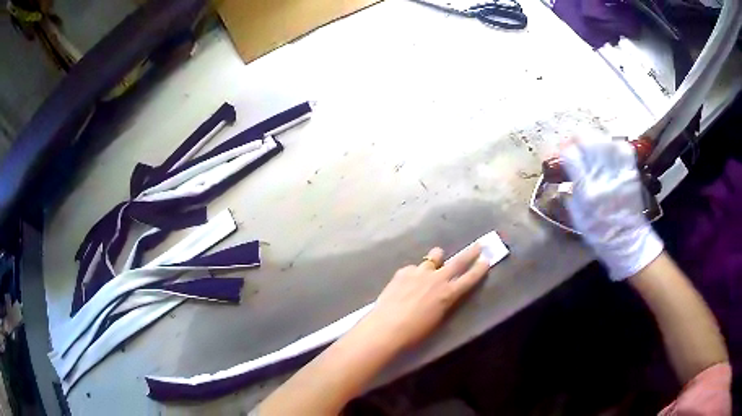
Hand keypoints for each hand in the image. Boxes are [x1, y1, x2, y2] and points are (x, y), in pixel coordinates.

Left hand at [363, 245, 489, 350]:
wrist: (387, 327)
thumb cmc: (414, 332)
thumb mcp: (437, 318)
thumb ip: (443, 302)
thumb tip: (443, 294)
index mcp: (448, 294)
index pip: (469, 278)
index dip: (479, 269)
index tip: (487, 260)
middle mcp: (437, 279)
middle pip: (458, 261)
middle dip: (470, 253)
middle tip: (479, 245)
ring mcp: (419, 272)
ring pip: (433, 257)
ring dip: (437, 258)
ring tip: (437, 258)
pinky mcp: (403, 272)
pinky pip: (414, 268)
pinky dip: (415, 272)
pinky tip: (408, 281)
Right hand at [561, 137, 662, 280]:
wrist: (628, 242)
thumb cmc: (600, 234)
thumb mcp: (578, 218)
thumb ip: (570, 194)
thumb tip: (564, 175)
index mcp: (587, 191)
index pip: (571, 156)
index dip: (565, 150)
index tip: (563, 153)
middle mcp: (602, 177)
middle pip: (587, 140)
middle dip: (578, 139)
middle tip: (576, 145)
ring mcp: (618, 172)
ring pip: (604, 140)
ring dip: (595, 140)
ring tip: (592, 146)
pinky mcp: (631, 171)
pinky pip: (622, 147)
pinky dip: (613, 145)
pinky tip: (609, 150)